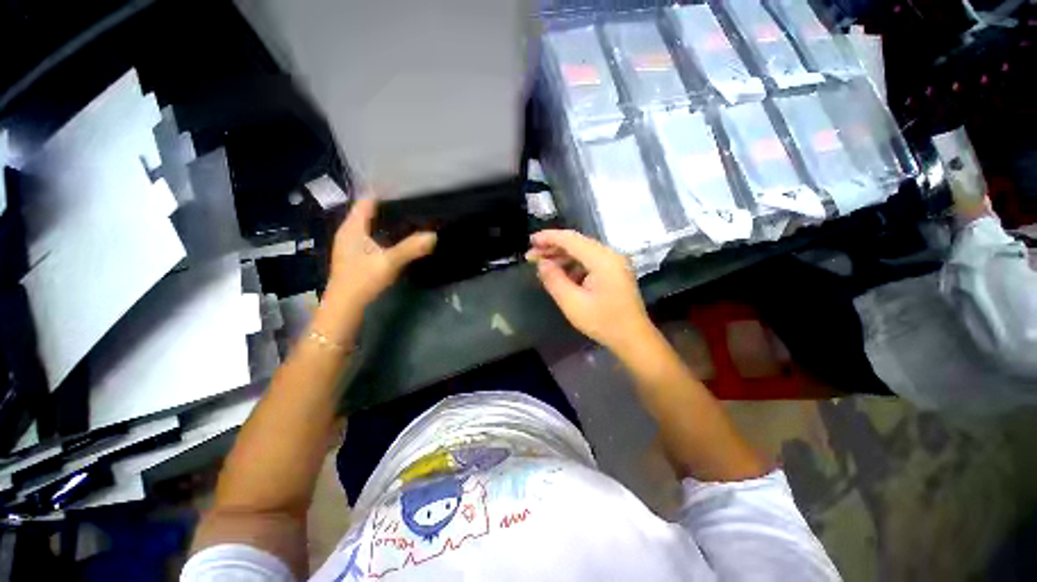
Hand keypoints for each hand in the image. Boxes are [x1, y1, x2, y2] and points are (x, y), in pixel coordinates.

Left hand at [325, 198, 436, 308]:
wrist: (345, 307)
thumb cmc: (362, 280)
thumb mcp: (389, 263)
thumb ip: (411, 248)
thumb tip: (434, 235)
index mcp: (352, 228)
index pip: (366, 201)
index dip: (382, 192)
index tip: (403, 189)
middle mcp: (348, 232)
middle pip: (366, 211)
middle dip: (386, 206)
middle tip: (411, 203)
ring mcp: (350, 245)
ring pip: (368, 225)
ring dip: (384, 220)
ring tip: (408, 217)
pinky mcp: (355, 256)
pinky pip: (370, 236)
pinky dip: (382, 233)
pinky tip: (396, 238)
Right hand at [528, 230, 653, 350]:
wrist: (633, 338)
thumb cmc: (602, 322)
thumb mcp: (572, 303)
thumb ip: (554, 279)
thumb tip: (542, 263)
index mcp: (602, 259)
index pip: (570, 239)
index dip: (548, 237)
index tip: (530, 241)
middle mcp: (610, 254)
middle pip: (576, 243)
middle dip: (552, 247)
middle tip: (531, 256)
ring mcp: (614, 262)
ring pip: (582, 251)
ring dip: (562, 256)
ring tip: (542, 265)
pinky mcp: (614, 271)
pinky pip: (589, 261)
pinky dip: (573, 265)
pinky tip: (561, 274)